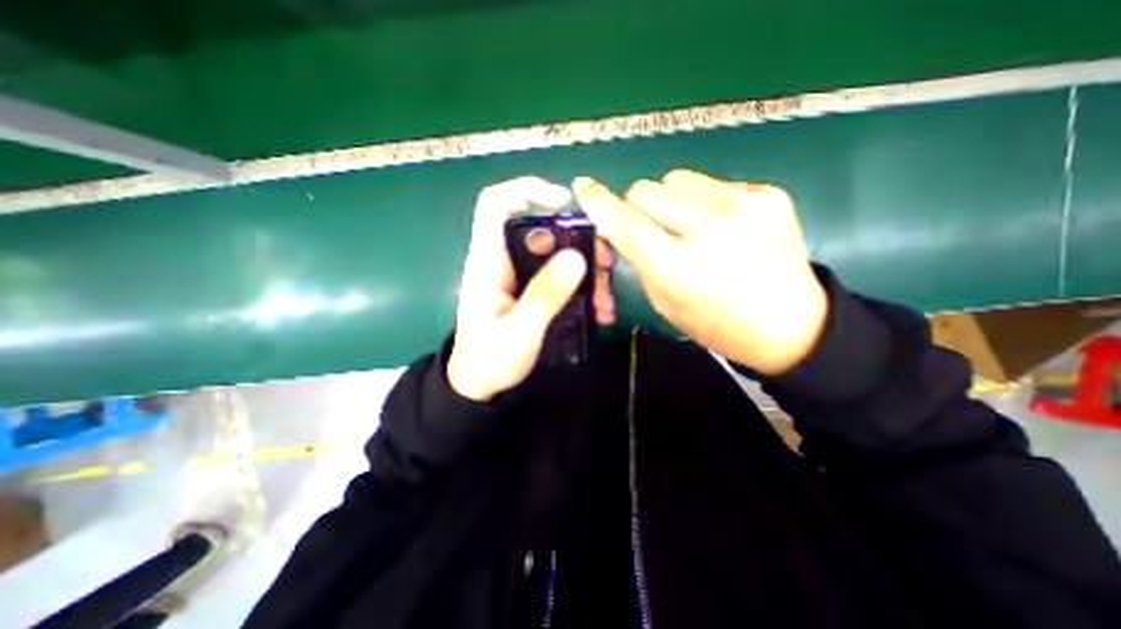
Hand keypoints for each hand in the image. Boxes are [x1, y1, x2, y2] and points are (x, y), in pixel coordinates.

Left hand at [450, 178, 615, 399]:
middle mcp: (504, 261)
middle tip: (605, 261)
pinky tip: (598, 308)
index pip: (495, 205)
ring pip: (557, 253)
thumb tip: (575, 257)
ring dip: (585, 268)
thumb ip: (544, 296)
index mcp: (488, 263)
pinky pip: (560, 275)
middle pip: (542, 229)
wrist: (480, 383)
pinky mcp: (531, 289)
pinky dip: (581, 286)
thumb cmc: (490, 360)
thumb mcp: (519, 333)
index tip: (563, 201)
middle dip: (577, 239)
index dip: (526, 190)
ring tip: (605, 297)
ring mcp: (519, 275)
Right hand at [573, 168, 825, 373]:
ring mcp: (742, 207)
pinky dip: (704, 201)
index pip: (624, 223)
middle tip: (652, 228)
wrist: (788, 325)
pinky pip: (712, 184)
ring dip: (670, 199)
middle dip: (637, 206)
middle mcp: (707, 230)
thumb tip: (619, 223)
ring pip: (676, 179)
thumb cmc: (715, 322)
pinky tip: (722, 226)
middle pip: (645, 189)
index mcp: (676, 268)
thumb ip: (639, 257)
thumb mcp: (664, 299)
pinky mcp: (768, 194)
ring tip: (689, 226)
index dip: (599, 203)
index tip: (583, 187)